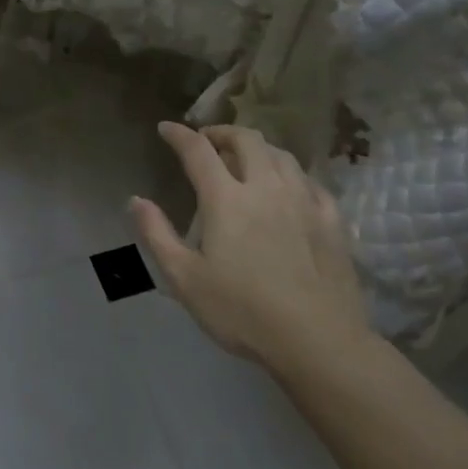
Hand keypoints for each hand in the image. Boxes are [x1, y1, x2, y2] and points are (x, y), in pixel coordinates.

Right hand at [131, 123, 374, 377]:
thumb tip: (135, 200)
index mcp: (226, 199)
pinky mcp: (331, 221)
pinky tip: (288, 187)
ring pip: (281, 155)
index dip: (180, 135)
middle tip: (208, 141)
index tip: (166, 128)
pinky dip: (290, 174)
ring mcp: (304, 201)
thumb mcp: (184, 278)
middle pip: (246, 140)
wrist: (317, 340)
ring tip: (245, 158)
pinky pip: (310, 182)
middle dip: (223, 132)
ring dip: (257, 148)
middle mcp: (266, 188)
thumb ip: (157, 234)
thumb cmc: (241, 311)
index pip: (199, 151)